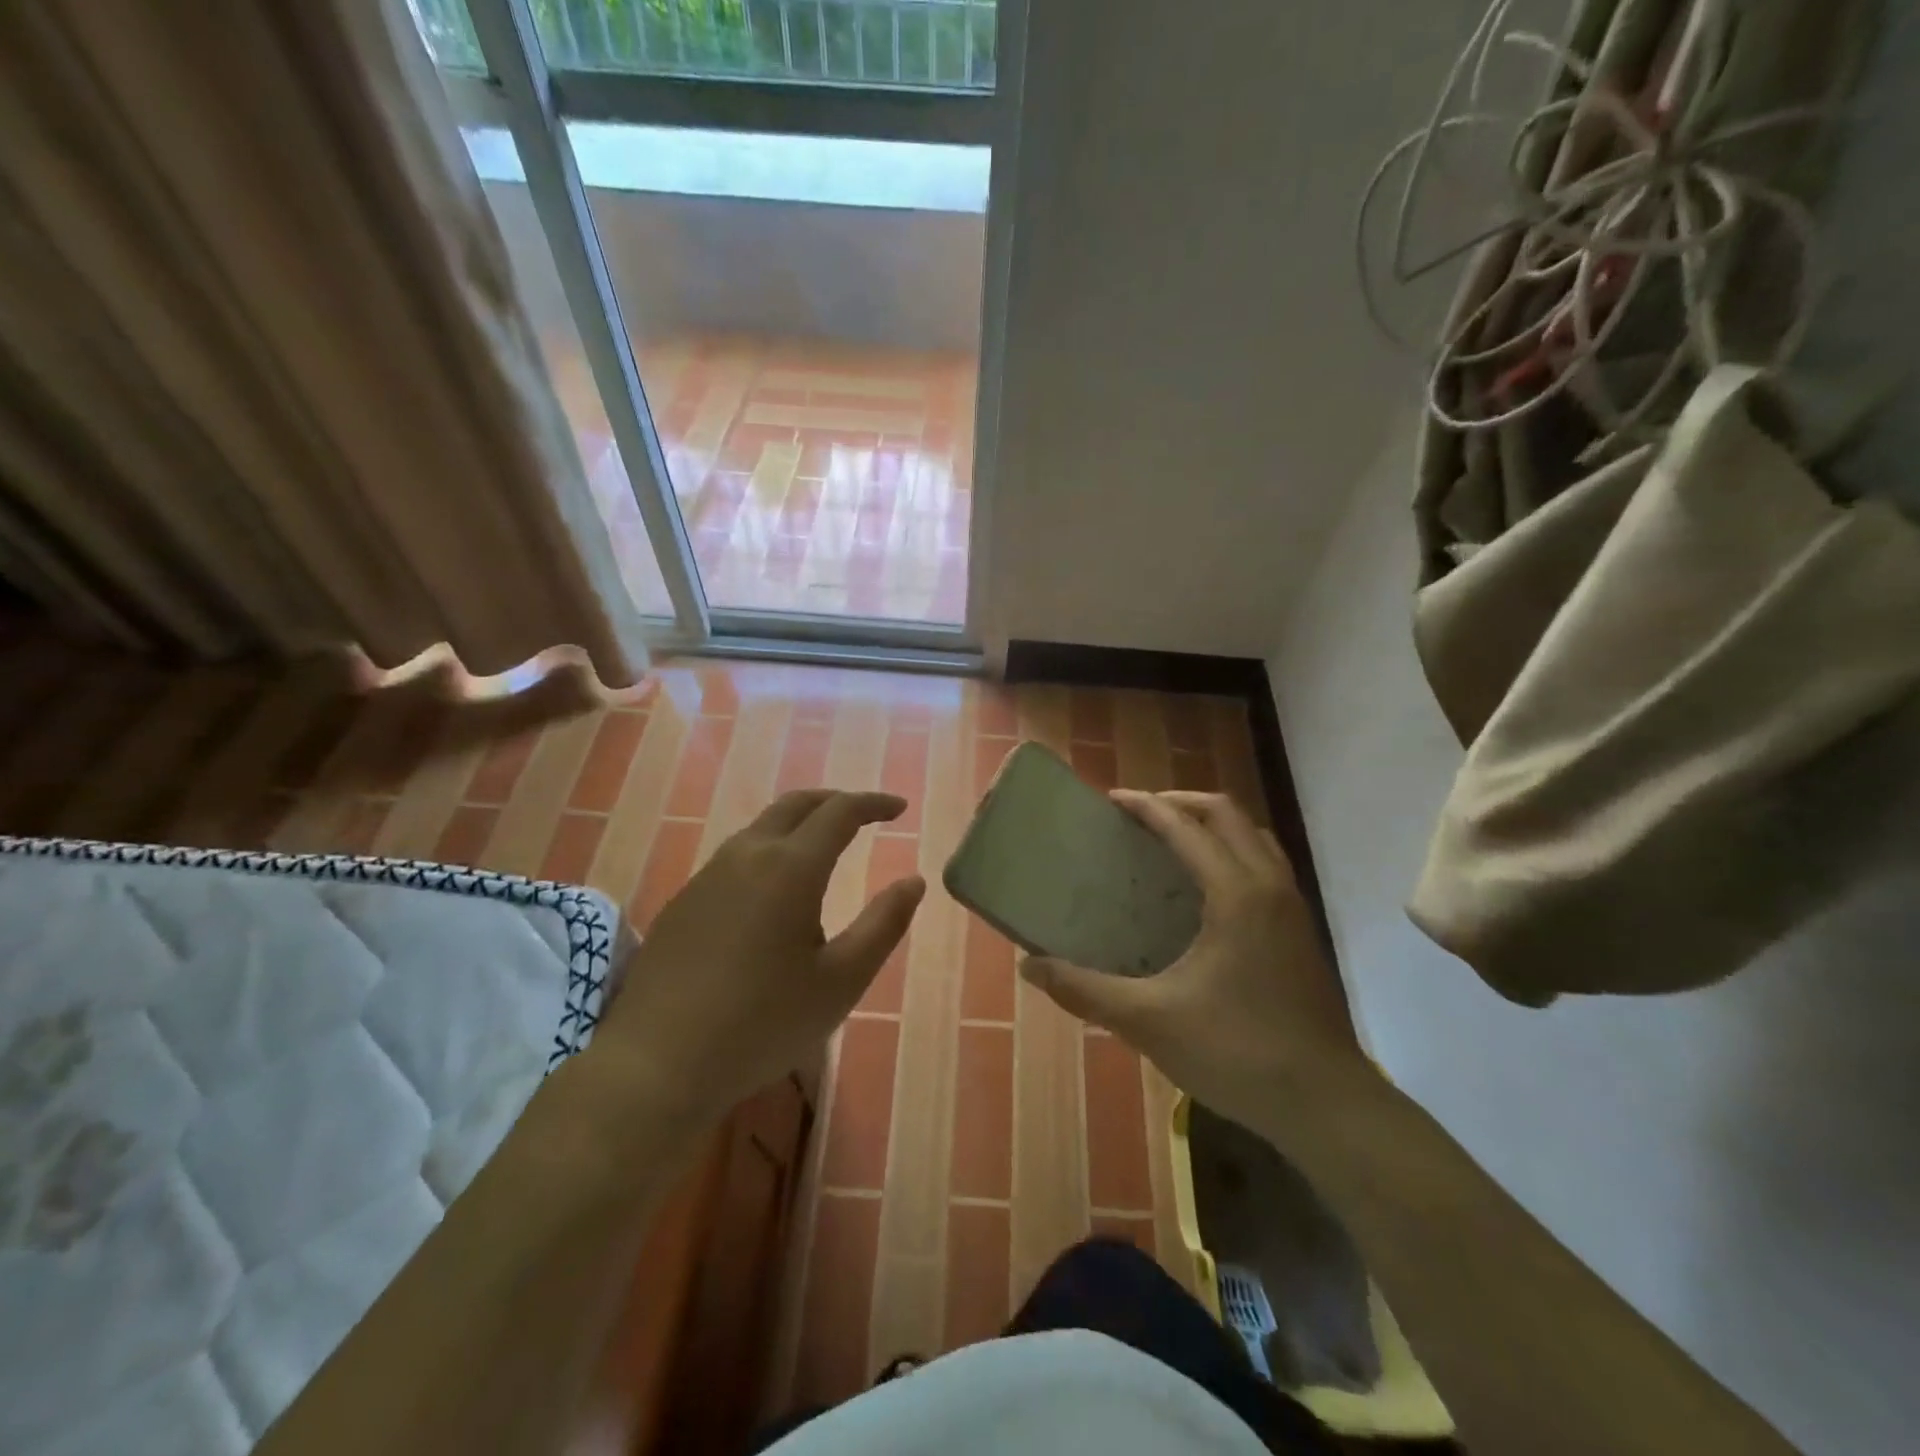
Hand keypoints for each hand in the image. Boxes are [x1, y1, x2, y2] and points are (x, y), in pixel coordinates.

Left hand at [587, 790, 924, 1123]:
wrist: (657, 1064)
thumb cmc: (763, 1023)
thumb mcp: (841, 981)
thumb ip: (883, 925)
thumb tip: (914, 881)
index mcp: (791, 867)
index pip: (840, 812)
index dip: (873, 804)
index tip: (899, 808)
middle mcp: (747, 856)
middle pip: (795, 805)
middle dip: (835, 801)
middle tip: (865, 815)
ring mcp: (708, 875)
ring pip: (761, 828)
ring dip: (799, 824)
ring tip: (824, 849)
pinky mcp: (683, 901)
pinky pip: (735, 856)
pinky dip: (769, 850)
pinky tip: (773, 892)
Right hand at [1020, 791, 1372, 1123]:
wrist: (1327, 1106)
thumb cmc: (1237, 1053)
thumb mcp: (1149, 1021)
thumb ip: (1084, 990)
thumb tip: (1028, 967)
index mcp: (1235, 893)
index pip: (1186, 827)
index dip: (1146, 807)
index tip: (1111, 800)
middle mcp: (1269, 885)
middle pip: (1228, 815)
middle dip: (1180, 803)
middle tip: (1138, 814)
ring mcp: (1293, 908)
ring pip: (1254, 837)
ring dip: (1213, 825)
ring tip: (1173, 841)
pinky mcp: (1302, 933)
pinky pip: (1266, 865)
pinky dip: (1233, 853)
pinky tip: (1208, 892)